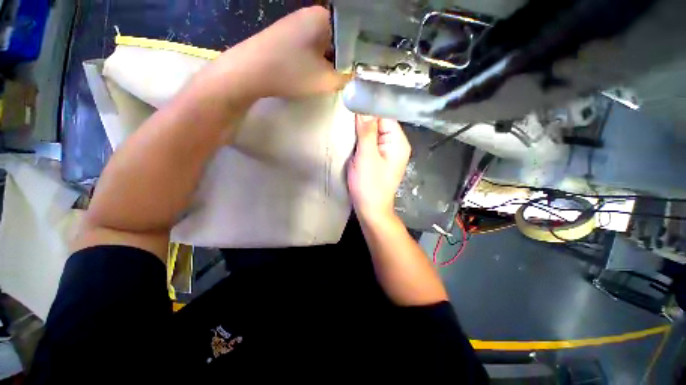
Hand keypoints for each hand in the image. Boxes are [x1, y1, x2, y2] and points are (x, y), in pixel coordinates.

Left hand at [212, 6, 349, 99]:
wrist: (250, 72)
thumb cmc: (291, 73)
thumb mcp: (326, 81)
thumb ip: (347, 78)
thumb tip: (355, 75)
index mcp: (324, 18)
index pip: (353, 34)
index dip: (359, 55)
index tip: (360, 72)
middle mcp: (311, 14)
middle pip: (339, 39)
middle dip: (344, 60)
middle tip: (346, 78)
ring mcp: (297, 23)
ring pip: (325, 44)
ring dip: (330, 62)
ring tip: (330, 78)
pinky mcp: (288, 35)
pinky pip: (311, 47)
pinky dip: (317, 60)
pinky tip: (314, 73)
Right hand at [348, 115, 411, 222]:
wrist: (370, 210)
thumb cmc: (369, 186)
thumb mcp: (366, 157)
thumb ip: (366, 132)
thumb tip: (364, 107)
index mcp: (398, 142)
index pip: (385, 115)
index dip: (369, 108)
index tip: (352, 102)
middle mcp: (396, 145)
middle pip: (380, 123)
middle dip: (364, 119)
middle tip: (346, 114)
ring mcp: (388, 152)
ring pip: (374, 133)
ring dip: (361, 130)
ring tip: (346, 125)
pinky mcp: (379, 159)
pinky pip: (371, 143)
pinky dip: (362, 140)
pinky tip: (352, 139)